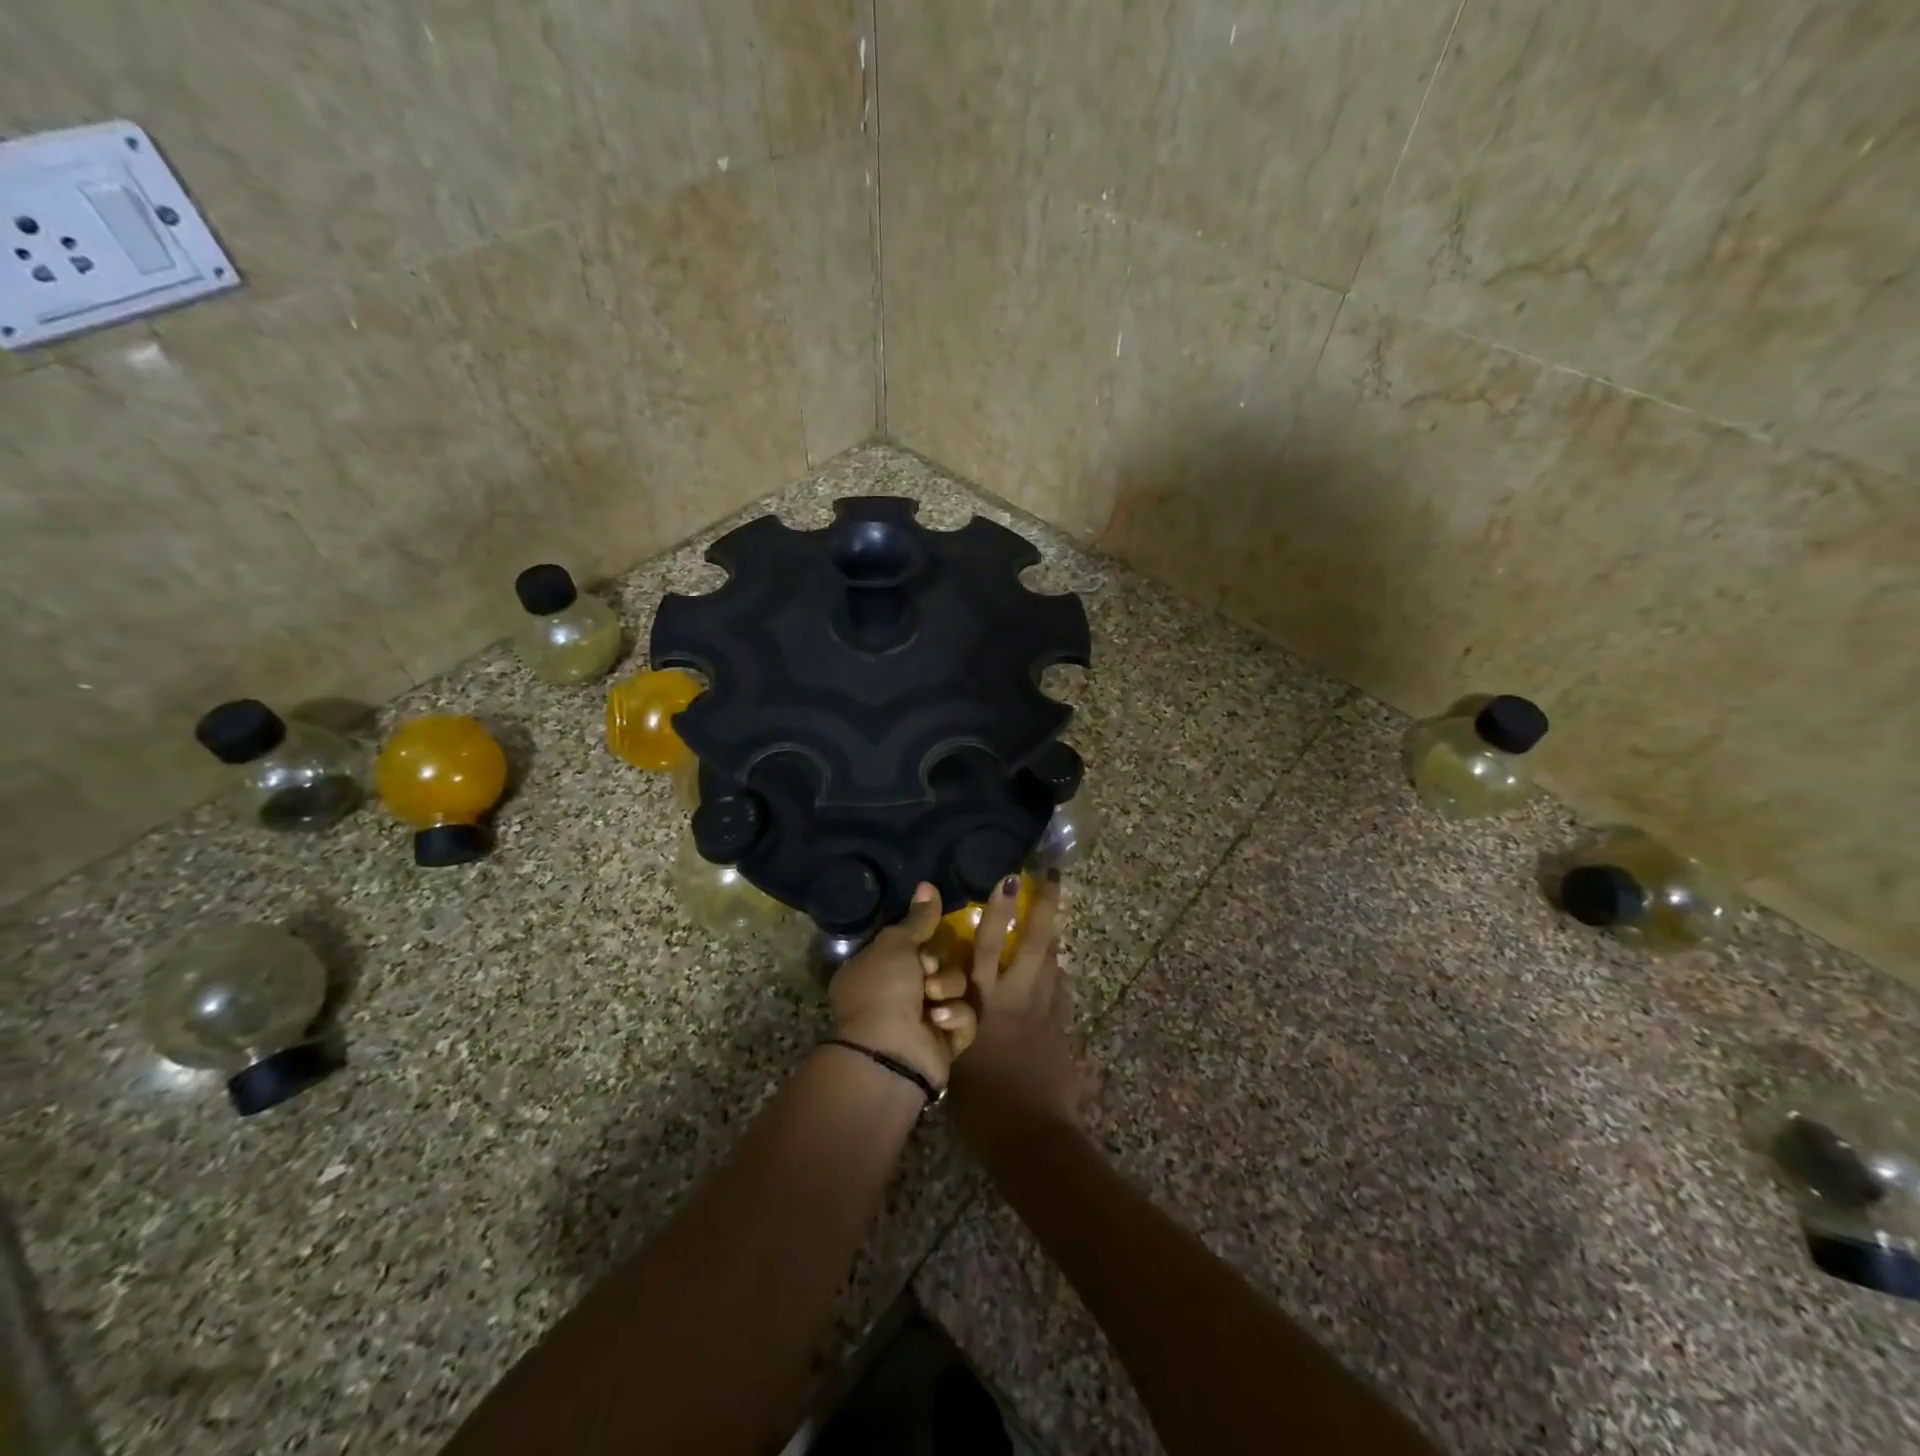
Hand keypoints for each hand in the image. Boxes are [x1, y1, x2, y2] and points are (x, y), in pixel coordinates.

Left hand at [829, 883, 978, 1087]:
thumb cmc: (884, 990)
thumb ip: (918, 918)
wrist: (891, 1052)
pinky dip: (955, 1017)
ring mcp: (923, 1020)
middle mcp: (897, 996)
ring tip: (933, 1002)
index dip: (921, 944)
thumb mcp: (896, 944)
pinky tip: (940, 1022)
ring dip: (947, 990)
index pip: (912, 946)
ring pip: (956, 987)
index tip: (922, 947)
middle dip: (938, 968)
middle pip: (939, 964)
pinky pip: (966, 1016)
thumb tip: (927, 884)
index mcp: (876, 972)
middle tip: (926, 975)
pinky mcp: (947, 1042)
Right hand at [948, 872, 1090, 1157]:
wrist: (1028, 1135)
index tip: (1009, 879)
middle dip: (1045, 906)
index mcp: (986, 1001)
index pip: (991, 944)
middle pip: (1036, 943)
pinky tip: (1054, 974)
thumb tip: (944, 1004)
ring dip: (1052, 939)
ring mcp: (1045, 1012)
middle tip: (1052, 876)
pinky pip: (1059, 995)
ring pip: (1053, 964)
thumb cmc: (978, 1104)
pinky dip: (1055, 979)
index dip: (999, 910)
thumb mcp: (953, 1057)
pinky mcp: (1061, 1032)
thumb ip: (953, 1023)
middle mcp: (1017, 997)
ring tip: (1052, 916)